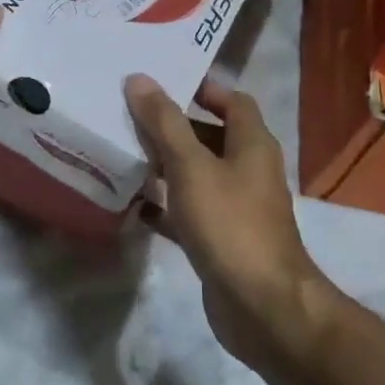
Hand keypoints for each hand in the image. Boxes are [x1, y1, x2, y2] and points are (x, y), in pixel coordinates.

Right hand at [124, 74, 329, 368]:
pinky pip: (189, 211)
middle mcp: (249, 171)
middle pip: (211, 136)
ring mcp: (236, 207)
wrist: (260, 304)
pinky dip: (165, 204)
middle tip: (129, 115)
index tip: (161, 82)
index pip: (232, 101)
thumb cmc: (229, 223)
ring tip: (124, 152)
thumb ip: (164, 123)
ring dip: (166, 164)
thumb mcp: (191, 166)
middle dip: (174, 126)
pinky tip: (133, 203)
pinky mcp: (221, 239)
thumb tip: (140, 79)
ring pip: (197, 174)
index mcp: (252, 145)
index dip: (202, 88)